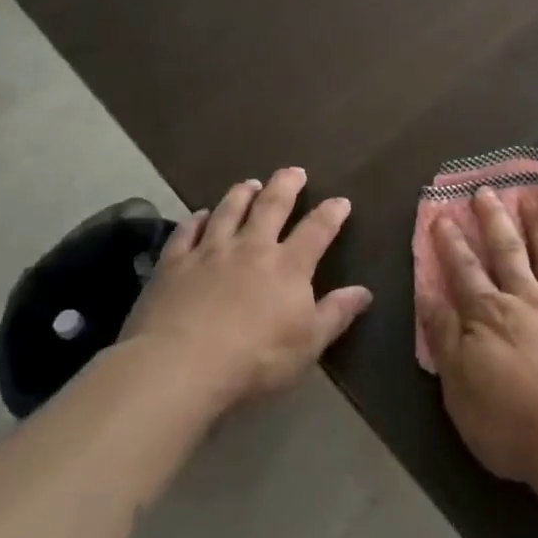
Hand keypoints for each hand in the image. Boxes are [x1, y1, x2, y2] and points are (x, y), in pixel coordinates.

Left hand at [119, 168, 370, 413]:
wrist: (179, 367)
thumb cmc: (254, 359)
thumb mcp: (308, 344)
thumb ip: (336, 314)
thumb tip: (364, 291)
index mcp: (288, 266)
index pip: (317, 230)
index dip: (331, 213)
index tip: (341, 201)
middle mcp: (251, 247)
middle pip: (271, 206)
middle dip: (286, 185)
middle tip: (294, 171)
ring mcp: (209, 252)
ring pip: (229, 211)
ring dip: (242, 194)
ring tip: (250, 183)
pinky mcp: (173, 264)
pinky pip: (187, 232)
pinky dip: (196, 220)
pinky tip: (200, 215)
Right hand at [419, 187, 537, 492]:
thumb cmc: (513, 423)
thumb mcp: (460, 388)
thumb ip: (445, 338)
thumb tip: (428, 295)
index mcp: (490, 315)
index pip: (464, 270)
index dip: (450, 242)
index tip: (442, 214)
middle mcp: (528, 300)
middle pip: (508, 251)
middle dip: (494, 219)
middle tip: (487, 191)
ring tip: (535, 196)